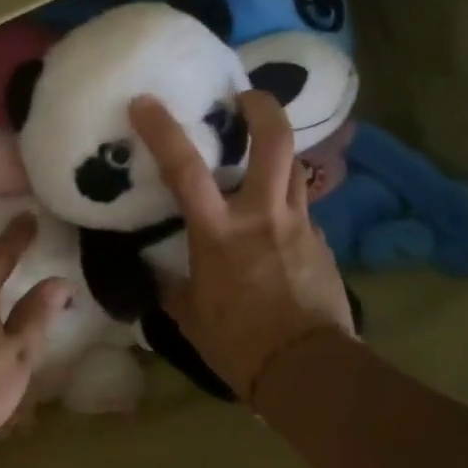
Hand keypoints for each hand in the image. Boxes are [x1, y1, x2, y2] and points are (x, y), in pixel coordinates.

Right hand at [130, 91, 353, 403]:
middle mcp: (262, 216)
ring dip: (278, 153)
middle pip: (274, 143)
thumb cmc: (239, 344)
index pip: (185, 169)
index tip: (145, 102)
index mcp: (219, 233)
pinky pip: (302, 211)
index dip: (163, 130)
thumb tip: (160, 275)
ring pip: (296, 170)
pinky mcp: (322, 245)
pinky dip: (286, 205)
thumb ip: (173, 286)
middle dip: (262, 108)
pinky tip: (275, 226)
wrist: (308, 371)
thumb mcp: (190, 315)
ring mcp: (299, 227)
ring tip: (261, 154)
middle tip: (247, 96)